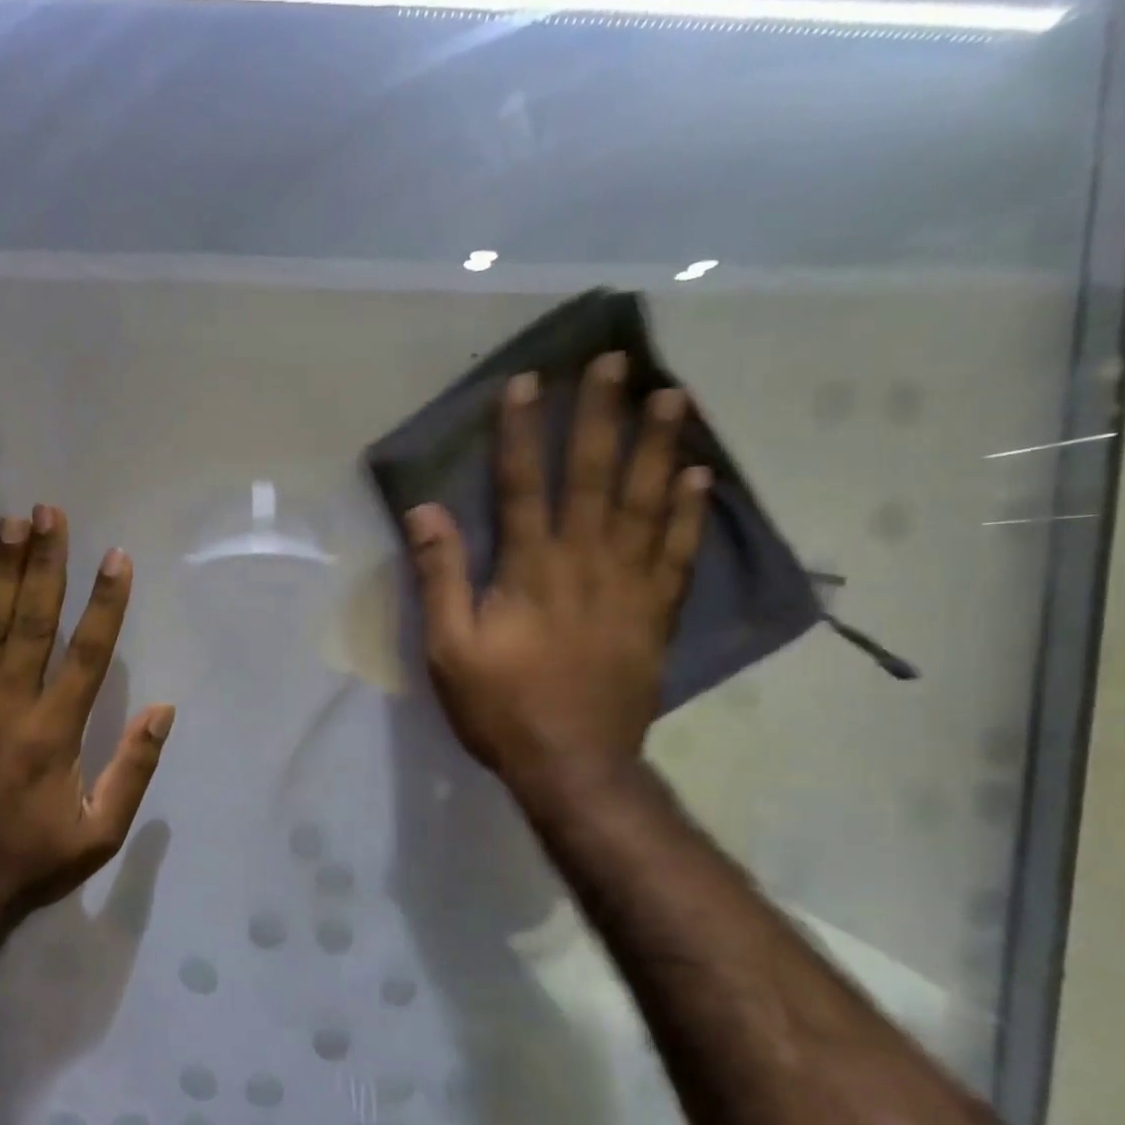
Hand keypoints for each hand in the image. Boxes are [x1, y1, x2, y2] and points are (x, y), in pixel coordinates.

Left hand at [0, 505, 174, 927]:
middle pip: (32, 623)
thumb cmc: (31, 864)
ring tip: (10, 522)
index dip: (105, 604)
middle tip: (50, 512)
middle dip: (45, 565)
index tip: (114, 557)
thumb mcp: (100, 834)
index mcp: (56, 734)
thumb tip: (162, 711)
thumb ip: (132, 770)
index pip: (88, 654)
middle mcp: (10, 708)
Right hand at [404, 355, 709, 805]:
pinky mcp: (655, 612)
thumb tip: (426, 511)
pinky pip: (677, 551)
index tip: (527, 383)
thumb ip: (440, 577)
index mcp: (530, 570)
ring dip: (656, 444)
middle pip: (593, 476)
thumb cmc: (501, 708)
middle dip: (601, 415)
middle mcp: (584, 562)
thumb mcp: (449, 650)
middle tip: (617, 359)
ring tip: (672, 393)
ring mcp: (629, 585)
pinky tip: (698, 474)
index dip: (520, 432)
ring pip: (645, 501)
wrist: (573, 764)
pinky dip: (689, 511)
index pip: (522, 485)